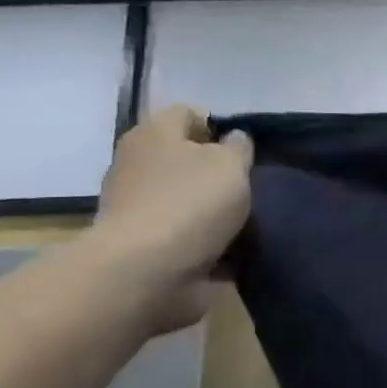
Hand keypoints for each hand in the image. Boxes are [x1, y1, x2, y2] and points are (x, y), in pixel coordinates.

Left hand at [89, 105, 253, 331]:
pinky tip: (234, 250)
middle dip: (216, 172)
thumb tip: (234, 140)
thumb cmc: (191, 204)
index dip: (218, 127)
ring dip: (213, 210)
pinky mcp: (147, 246)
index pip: (188, 114)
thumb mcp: (231, 164)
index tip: (244, 152)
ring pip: (187, 198)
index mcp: (153, 135)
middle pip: (185, 159)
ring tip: (247, 222)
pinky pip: (187, 236)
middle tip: (248, 188)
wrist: (148, 273)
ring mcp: (139, 208)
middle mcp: (138, 166)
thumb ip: (238, 148)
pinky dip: (208, 242)